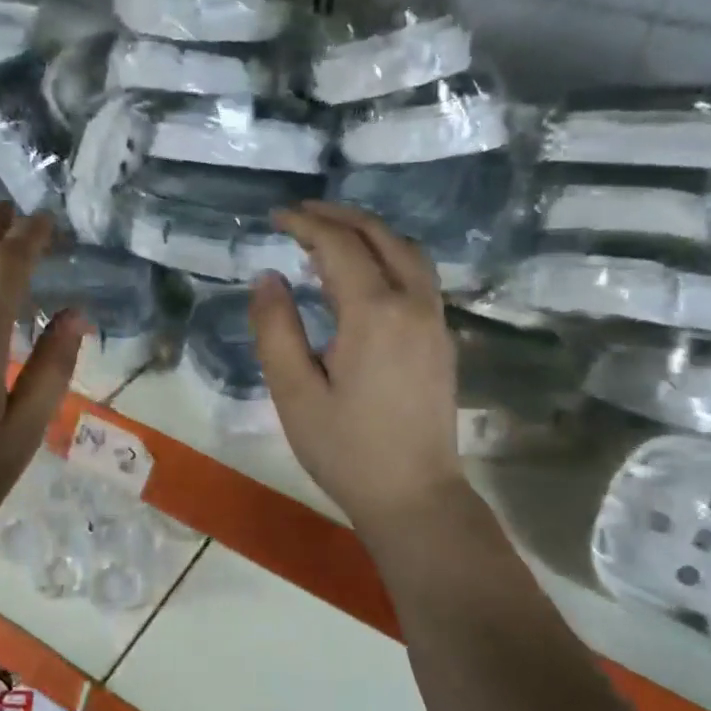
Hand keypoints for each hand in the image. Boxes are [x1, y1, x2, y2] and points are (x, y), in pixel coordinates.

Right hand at [250, 203, 461, 539]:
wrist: (414, 496)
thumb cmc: (345, 449)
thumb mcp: (294, 393)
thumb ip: (275, 329)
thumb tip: (268, 278)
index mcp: (374, 313)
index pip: (339, 245)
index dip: (305, 224)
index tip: (275, 217)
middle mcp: (413, 303)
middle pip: (380, 236)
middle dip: (338, 216)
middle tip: (300, 215)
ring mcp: (435, 320)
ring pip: (407, 251)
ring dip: (369, 232)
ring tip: (330, 235)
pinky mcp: (442, 339)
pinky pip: (417, 275)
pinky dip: (387, 256)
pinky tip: (363, 275)